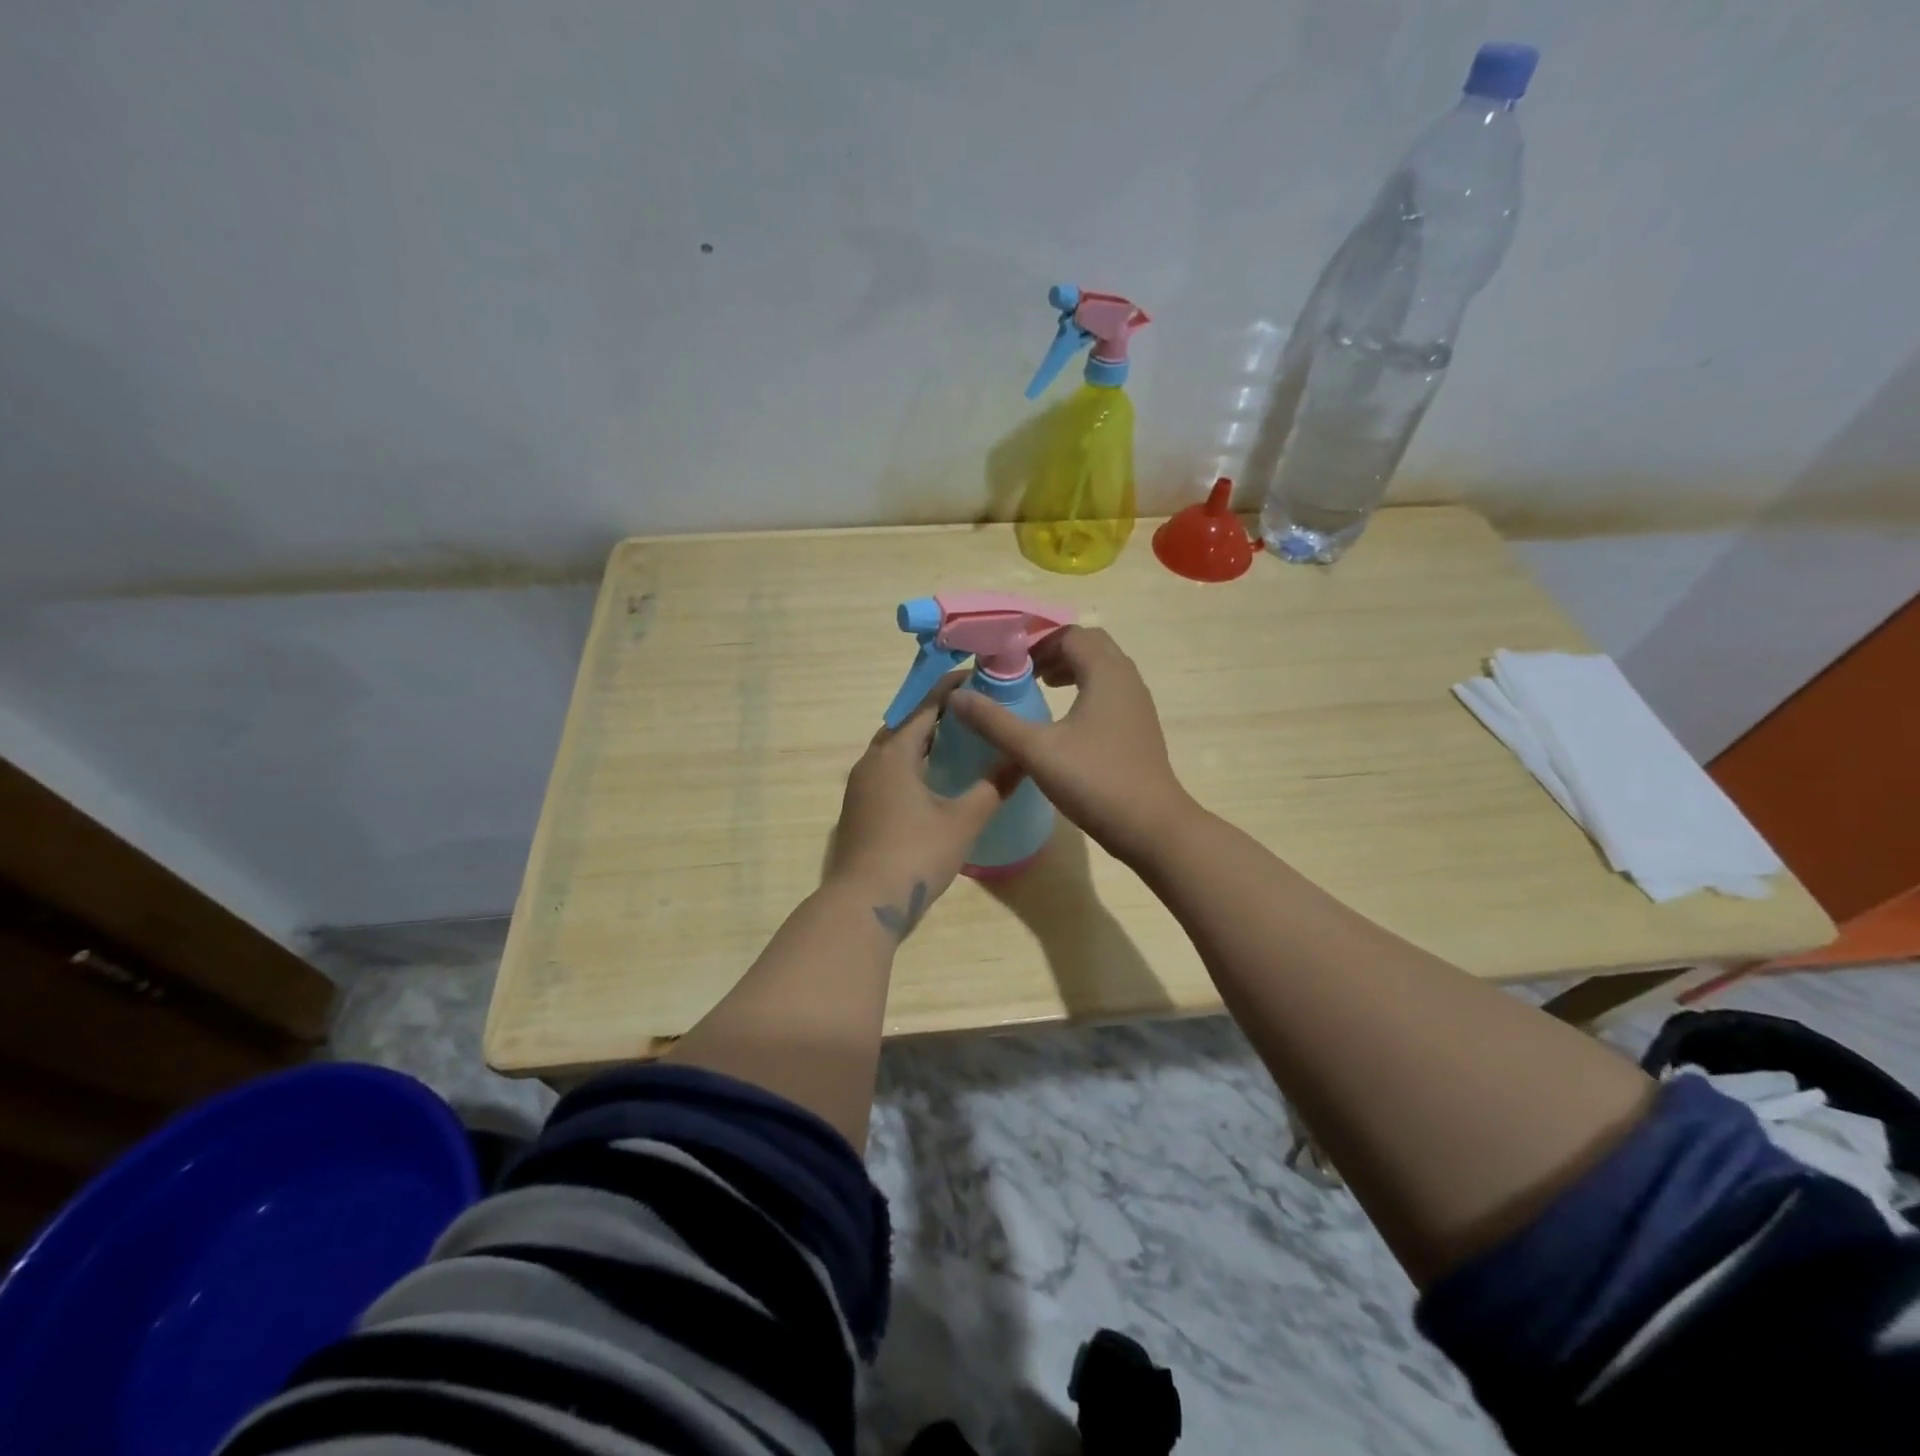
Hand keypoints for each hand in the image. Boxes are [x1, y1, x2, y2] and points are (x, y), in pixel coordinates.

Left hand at [826, 672, 1020, 938]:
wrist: (863, 904)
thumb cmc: (915, 855)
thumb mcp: (962, 821)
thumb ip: (993, 787)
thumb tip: (1022, 759)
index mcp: (894, 754)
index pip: (925, 706)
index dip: (951, 688)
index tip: (979, 675)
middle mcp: (871, 761)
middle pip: (906, 723)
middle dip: (938, 712)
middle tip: (974, 709)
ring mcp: (860, 786)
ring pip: (894, 748)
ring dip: (922, 738)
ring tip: (959, 739)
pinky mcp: (859, 808)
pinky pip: (888, 770)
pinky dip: (911, 762)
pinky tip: (934, 778)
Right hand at [948, 627, 1191, 864]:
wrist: (1151, 826)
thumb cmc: (1094, 781)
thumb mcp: (1036, 751)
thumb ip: (994, 722)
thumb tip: (956, 696)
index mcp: (1105, 673)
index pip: (1069, 634)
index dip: (1036, 641)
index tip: (1006, 659)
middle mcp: (1127, 679)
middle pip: (1089, 645)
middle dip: (1054, 651)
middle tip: (1023, 670)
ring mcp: (1138, 703)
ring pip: (1103, 668)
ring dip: (1071, 669)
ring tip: (1040, 688)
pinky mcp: (1139, 726)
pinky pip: (1110, 691)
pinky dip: (1086, 690)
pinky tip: (1065, 721)